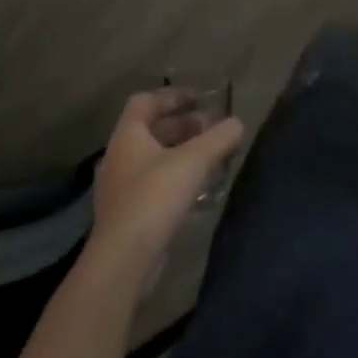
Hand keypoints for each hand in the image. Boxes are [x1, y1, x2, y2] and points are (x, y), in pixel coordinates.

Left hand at [91, 90, 244, 269]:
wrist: (123, 262)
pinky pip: (155, 185)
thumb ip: (220, 137)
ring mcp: (121, 189)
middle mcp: (120, 158)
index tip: (200, 99)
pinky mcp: (128, 216)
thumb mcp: (195, 160)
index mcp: (127, 136)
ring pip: (155, 159)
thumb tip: (237, 123)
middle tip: (212, 129)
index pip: (145, 102)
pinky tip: (200, 189)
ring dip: (182, 153)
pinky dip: (177, 179)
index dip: (173, 96)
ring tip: (212, 157)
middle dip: (184, 126)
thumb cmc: (155, 197)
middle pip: (152, 130)